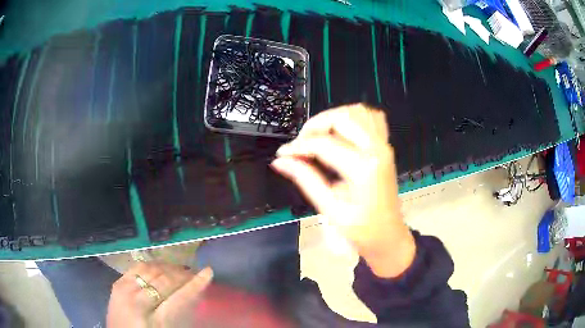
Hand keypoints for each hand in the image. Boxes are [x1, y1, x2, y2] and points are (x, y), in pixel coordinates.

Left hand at [107, 262, 212, 327]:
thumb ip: (179, 314)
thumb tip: (193, 294)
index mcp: (152, 320)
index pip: (178, 298)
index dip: (195, 284)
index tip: (208, 272)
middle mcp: (136, 301)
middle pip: (164, 281)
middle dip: (181, 275)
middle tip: (194, 272)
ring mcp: (124, 290)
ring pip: (150, 270)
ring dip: (167, 268)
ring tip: (178, 270)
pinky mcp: (117, 283)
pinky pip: (137, 267)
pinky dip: (151, 266)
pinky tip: (159, 268)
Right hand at [272, 104, 414, 277]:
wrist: (388, 235)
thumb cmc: (362, 230)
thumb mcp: (330, 209)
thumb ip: (306, 180)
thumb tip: (280, 162)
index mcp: (363, 168)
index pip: (323, 144)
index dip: (298, 146)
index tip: (282, 154)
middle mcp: (377, 149)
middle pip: (342, 117)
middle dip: (315, 125)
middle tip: (301, 145)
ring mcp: (384, 145)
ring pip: (357, 111)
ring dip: (333, 118)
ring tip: (318, 137)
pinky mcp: (386, 146)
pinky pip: (371, 118)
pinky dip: (353, 118)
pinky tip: (341, 133)